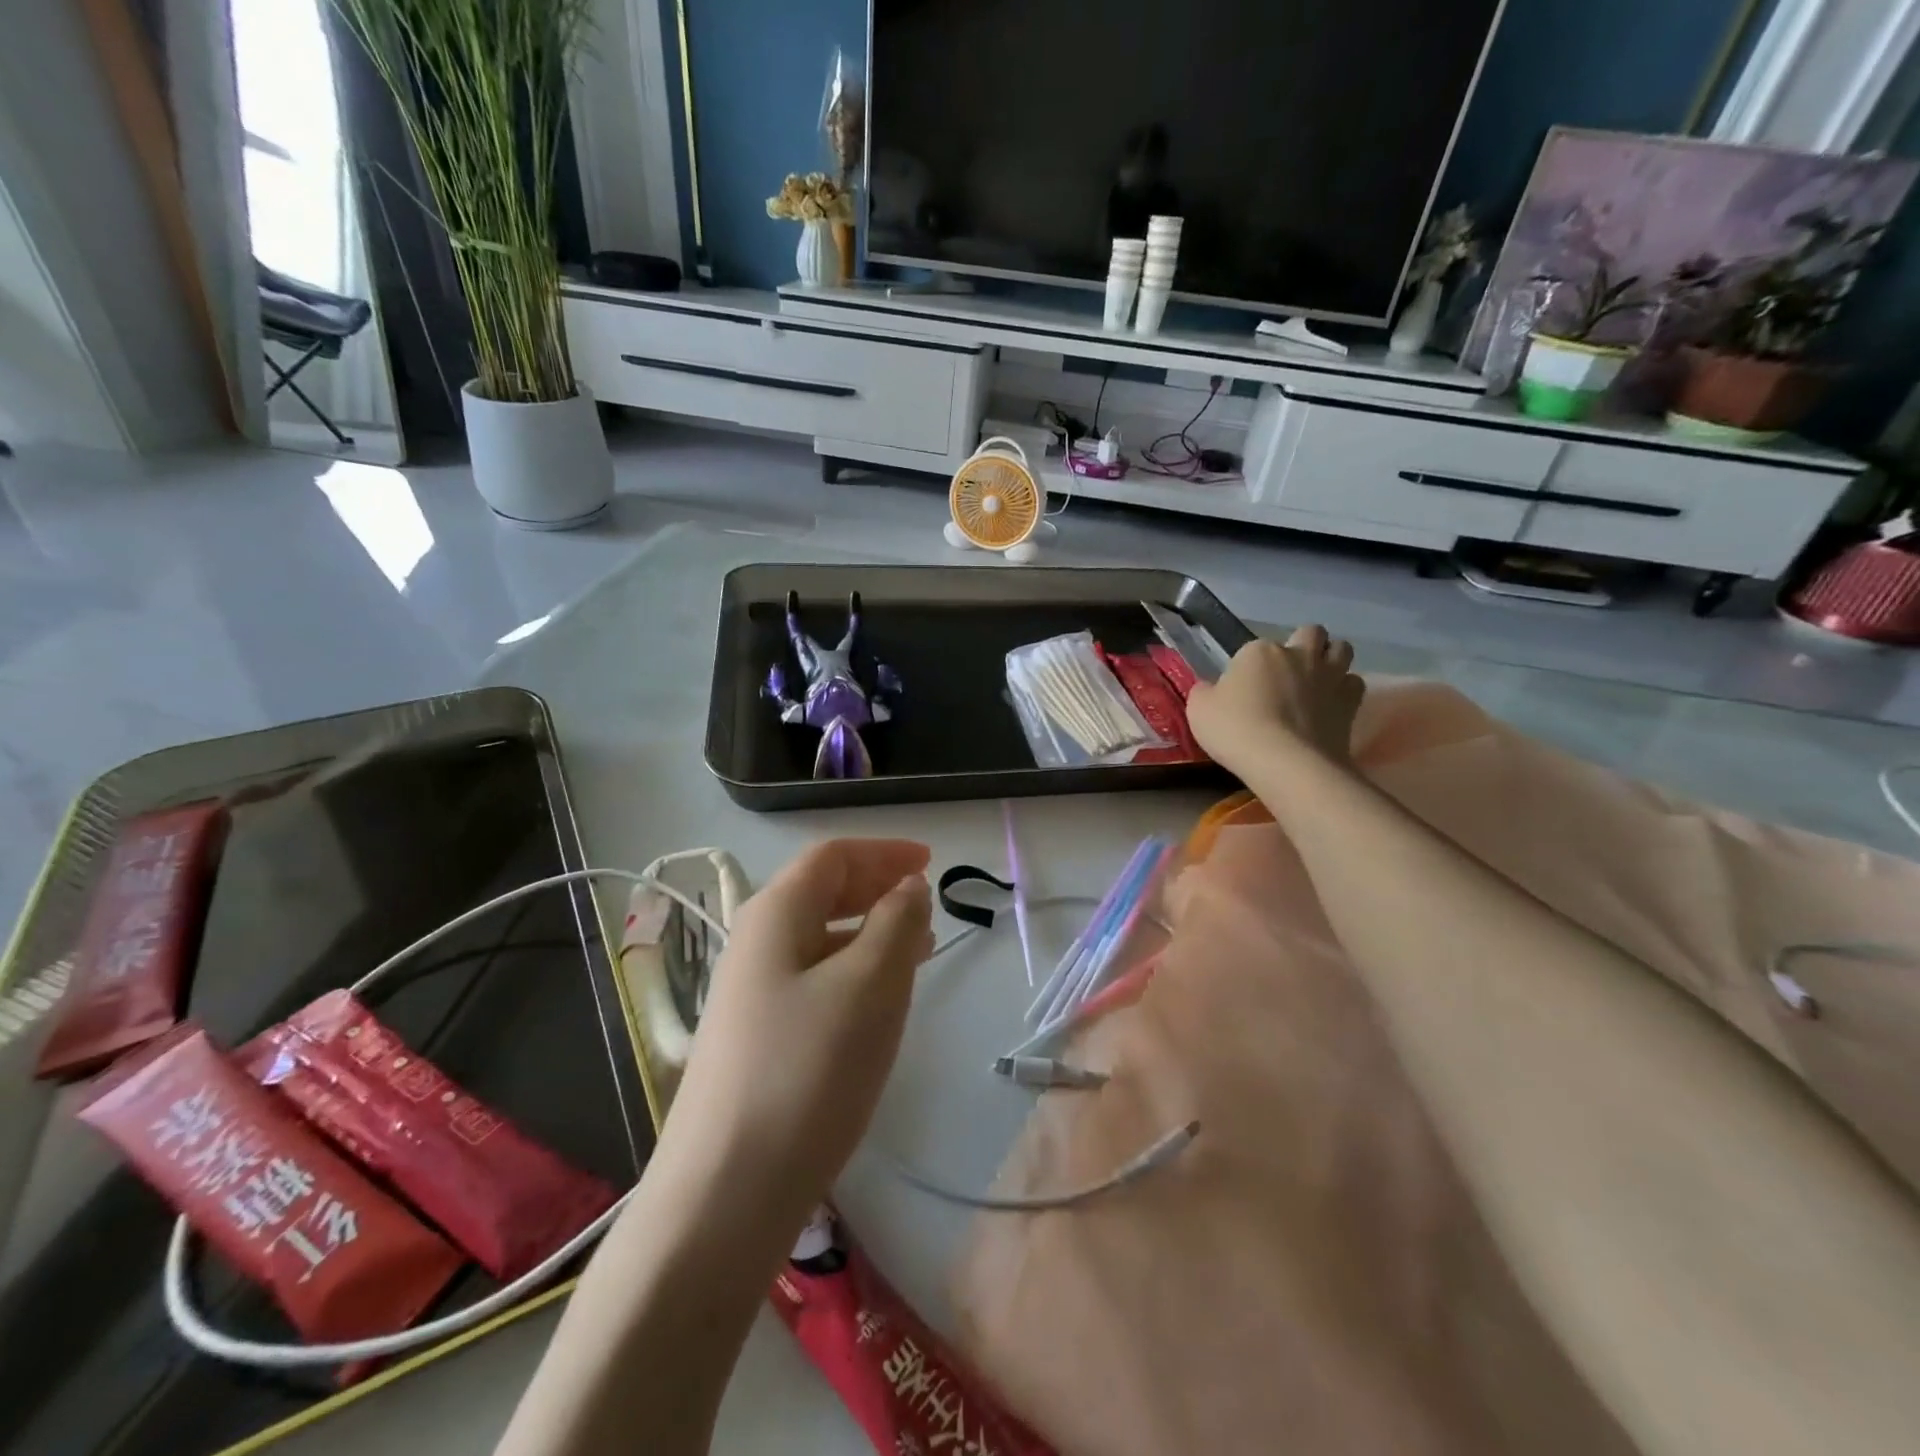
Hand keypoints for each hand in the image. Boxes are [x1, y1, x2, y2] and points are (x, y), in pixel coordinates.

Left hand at [661, 839, 933, 1227]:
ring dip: (868, 932)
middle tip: (926, 904)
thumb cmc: (808, 1070)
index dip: (884, 852)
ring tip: (916, 950)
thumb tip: (907, 887)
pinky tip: (875, 1002)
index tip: (931, 862)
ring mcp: (749, 994)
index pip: (833, 856)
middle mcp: (754, 943)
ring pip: (819, 939)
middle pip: (821, 892)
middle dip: (876, 888)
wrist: (724, 1194)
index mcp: (775, 914)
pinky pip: (812, 980)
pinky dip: (852, 972)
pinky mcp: (755, 1039)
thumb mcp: (870, 985)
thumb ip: (896, 923)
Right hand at [1187, 626, 1364, 774]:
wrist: (1285, 762)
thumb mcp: (1199, 710)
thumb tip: (1210, 689)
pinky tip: (1332, 704)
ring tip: (1316, 680)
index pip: (1253, 649)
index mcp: (1259, 651)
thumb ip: (1205, 692)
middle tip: (1287, 672)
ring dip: (1330, 658)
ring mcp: (1329, 676)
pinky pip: (1354, 682)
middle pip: (1309, 633)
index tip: (1242, 690)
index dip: (1248, 667)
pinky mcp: (1351, 702)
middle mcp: (1298, 654)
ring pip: (1341, 648)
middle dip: (1301, 645)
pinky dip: (1345, 689)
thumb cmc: (1235, 730)